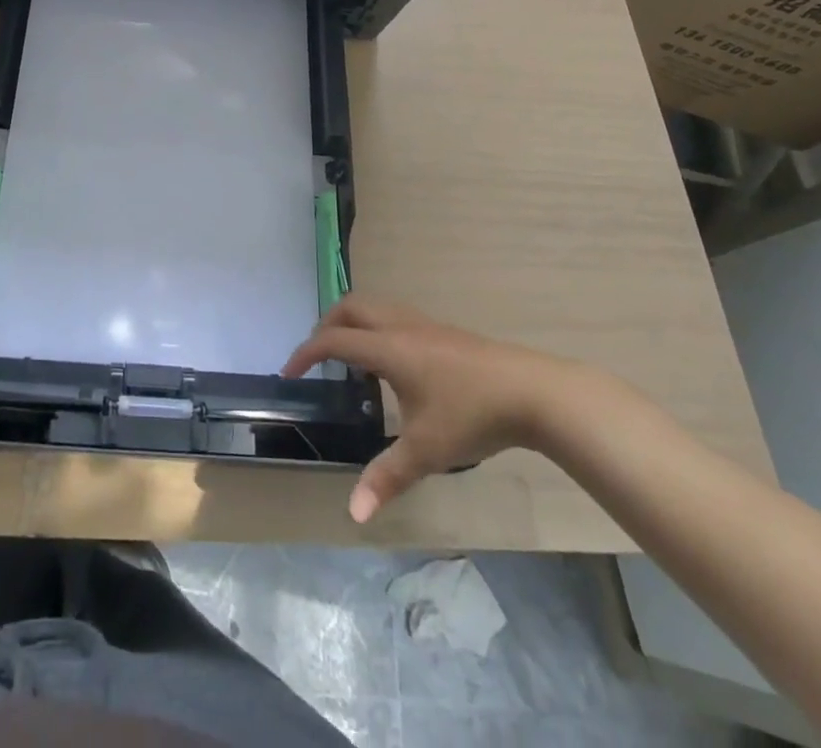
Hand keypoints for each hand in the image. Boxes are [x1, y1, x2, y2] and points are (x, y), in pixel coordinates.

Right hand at [282, 295, 587, 523]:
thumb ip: (387, 477)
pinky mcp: (443, 331)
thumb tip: (353, 513)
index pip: (333, 340)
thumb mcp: (426, 451)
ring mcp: (424, 324)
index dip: (305, 354)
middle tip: (317, 358)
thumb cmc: (472, 416)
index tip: (289, 374)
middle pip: (350, 308)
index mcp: (387, 347)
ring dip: (353, 324)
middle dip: (326, 327)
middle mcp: (400, 326)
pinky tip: (391, 364)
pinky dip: (376, 328)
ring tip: (350, 359)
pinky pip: (394, 316)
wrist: (531, 391)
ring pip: (375, 307)